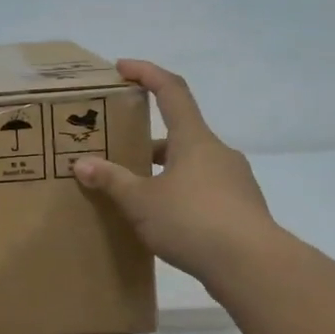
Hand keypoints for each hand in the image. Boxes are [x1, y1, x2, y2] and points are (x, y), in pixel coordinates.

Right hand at [73, 60, 278, 285]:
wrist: (252, 266)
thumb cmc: (192, 220)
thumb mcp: (141, 201)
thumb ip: (112, 180)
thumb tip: (82, 164)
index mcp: (194, 139)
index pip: (171, 91)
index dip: (146, 73)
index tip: (122, 67)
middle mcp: (217, 153)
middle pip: (179, 132)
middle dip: (146, 138)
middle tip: (118, 150)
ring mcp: (234, 181)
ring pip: (191, 164)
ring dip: (163, 170)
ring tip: (135, 191)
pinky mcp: (241, 209)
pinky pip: (203, 190)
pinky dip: (180, 194)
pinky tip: (163, 219)